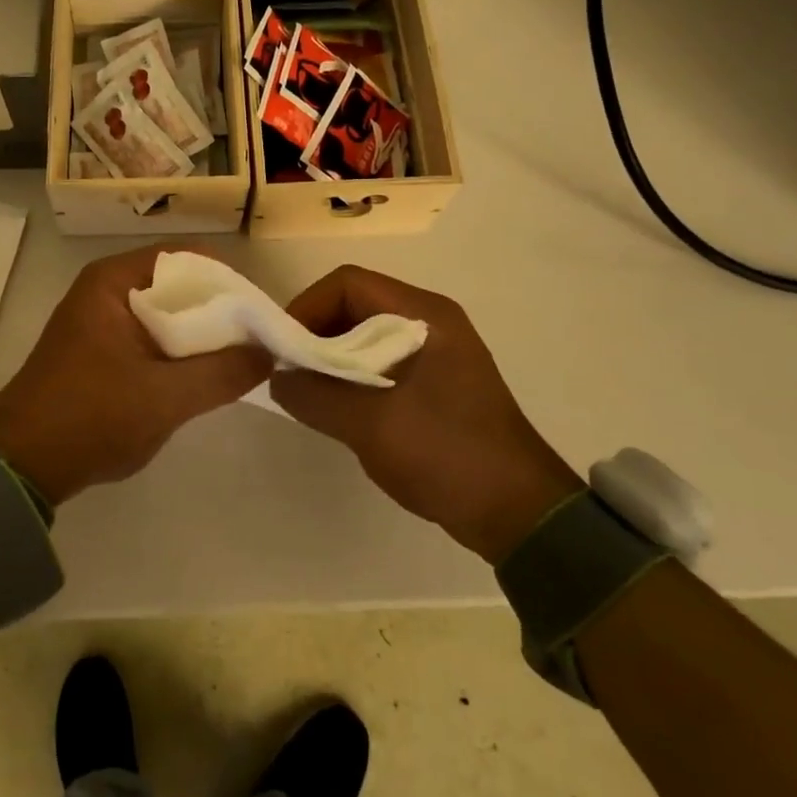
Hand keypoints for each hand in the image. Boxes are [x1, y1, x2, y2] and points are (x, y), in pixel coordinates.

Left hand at [0, 244, 272, 504]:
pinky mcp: (99, 349)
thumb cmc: (91, 417)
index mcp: (113, 281)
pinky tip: (204, 375)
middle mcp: (106, 289)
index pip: (186, 258)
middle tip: (260, 338)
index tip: (262, 311)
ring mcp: (100, 320)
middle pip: (177, 284)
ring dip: (200, 333)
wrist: (21, 464)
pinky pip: (151, 336)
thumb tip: (269, 353)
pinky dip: (178, 350)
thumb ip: (222, 373)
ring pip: (166, 313)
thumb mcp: (165, 397)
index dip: (228, 280)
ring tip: (242, 358)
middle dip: (219, 310)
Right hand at [270, 265, 583, 563]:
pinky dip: (353, 376)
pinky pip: (381, 362)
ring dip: (333, 357)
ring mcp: (435, 352)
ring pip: (365, 335)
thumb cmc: (446, 453)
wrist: (518, 513)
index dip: (307, 306)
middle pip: (355, 305)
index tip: (283, 347)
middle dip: (316, 333)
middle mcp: (430, 321)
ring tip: (309, 391)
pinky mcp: (435, 382)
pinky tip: (339, 408)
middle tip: (290, 370)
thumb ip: (315, 396)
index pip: (348, 283)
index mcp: (423, 315)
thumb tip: (278, 378)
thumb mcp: (370, 425)